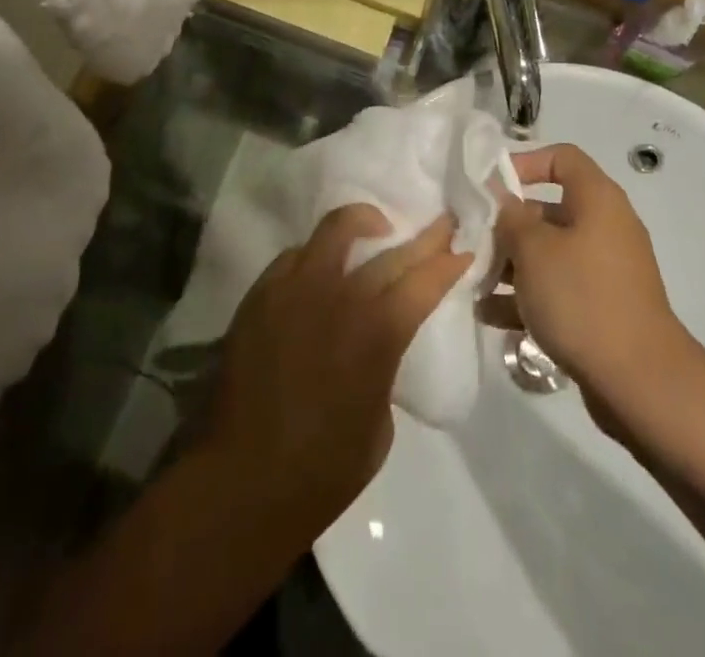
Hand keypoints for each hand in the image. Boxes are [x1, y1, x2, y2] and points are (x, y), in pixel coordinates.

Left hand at [205, 206, 471, 533]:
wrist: (241, 481)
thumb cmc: (323, 470)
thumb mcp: (380, 424)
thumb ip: (384, 366)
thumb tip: (377, 342)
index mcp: (378, 332)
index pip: (424, 281)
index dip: (449, 263)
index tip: (464, 250)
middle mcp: (340, 296)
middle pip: (390, 249)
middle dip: (423, 237)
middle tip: (440, 223)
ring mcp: (297, 288)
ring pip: (335, 229)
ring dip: (364, 223)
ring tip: (377, 227)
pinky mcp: (262, 293)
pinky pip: (295, 255)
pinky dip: (317, 255)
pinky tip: (322, 268)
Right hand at [494, 144, 688, 401]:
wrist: (640, 382)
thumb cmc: (582, 298)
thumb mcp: (533, 250)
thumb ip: (509, 217)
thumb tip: (500, 200)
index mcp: (597, 200)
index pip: (561, 158)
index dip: (525, 163)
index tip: (490, 187)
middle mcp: (604, 227)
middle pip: (547, 211)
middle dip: (506, 227)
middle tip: (471, 244)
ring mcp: (604, 271)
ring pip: (548, 255)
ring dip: (509, 267)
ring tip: (472, 284)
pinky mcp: (601, 308)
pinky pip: (557, 290)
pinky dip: (526, 298)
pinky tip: (488, 315)